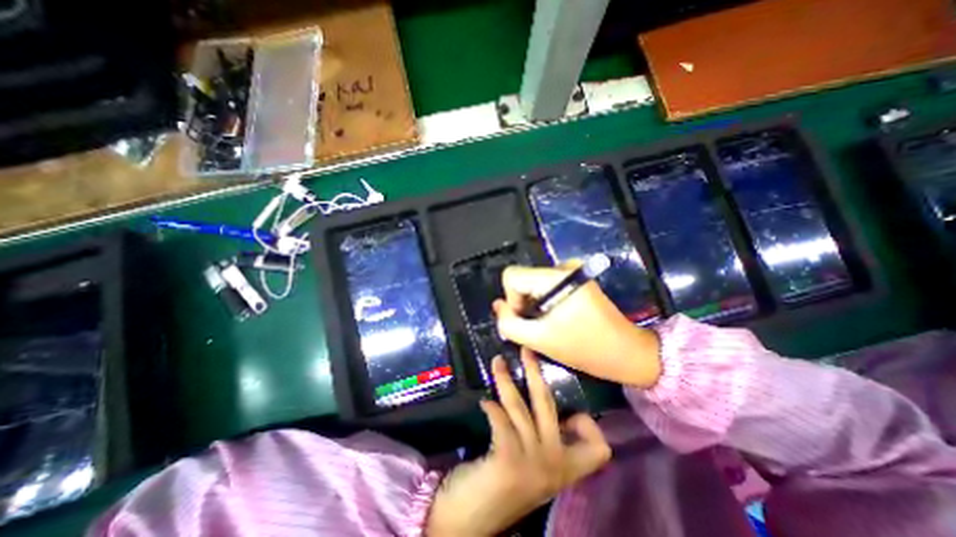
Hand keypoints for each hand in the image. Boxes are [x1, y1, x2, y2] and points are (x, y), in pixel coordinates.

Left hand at [426, 352, 611, 536]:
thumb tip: (549, 410)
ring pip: (521, 407)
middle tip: (525, 350)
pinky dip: (493, 409)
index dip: (587, 424)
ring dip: (506, 381)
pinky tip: (484, 402)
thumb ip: (545, 441)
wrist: (473, 520)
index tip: (569, 413)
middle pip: (548, 405)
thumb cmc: (506, 486)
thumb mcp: (536, 466)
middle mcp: (554, 464)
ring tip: (497, 363)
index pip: (597, 447)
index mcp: (565, 468)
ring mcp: (533, 462)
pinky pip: (502, 422)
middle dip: (536, 372)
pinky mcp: (509, 460)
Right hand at [488, 262, 662, 384]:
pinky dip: (544, 302)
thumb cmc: (584, 348)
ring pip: (533, 284)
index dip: (511, 299)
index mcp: (555, 277)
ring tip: (548, 325)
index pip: (512, 276)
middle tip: (537, 327)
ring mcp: (571, 271)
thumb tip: (498, 306)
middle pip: (523, 279)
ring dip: (533, 305)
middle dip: (523, 304)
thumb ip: (509, 323)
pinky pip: (545, 286)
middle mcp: (562, 266)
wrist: (626, 351)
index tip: (526, 320)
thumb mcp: (539, 340)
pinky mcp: (576, 278)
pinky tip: (556, 318)